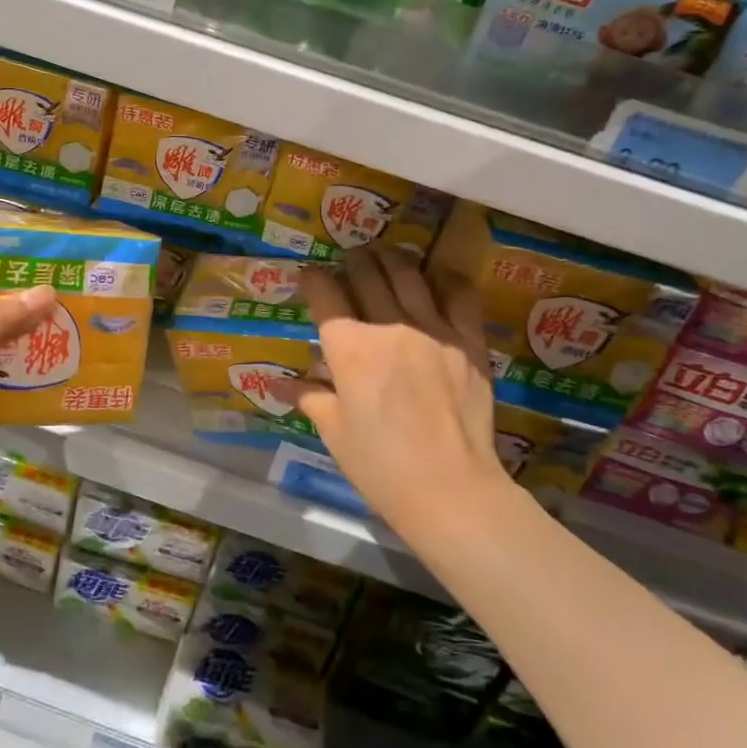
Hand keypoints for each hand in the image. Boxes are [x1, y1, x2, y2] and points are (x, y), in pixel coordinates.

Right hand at [291, 248, 508, 546]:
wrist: (450, 491)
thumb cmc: (381, 467)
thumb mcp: (335, 432)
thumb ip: (309, 396)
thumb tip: (277, 384)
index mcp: (349, 348)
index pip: (324, 293)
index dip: (312, 279)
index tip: (309, 277)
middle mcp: (388, 326)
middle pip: (365, 273)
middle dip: (351, 261)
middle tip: (348, 262)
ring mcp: (433, 329)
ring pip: (408, 274)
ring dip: (390, 259)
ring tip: (384, 256)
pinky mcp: (468, 342)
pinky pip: (459, 295)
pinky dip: (444, 280)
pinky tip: (436, 279)